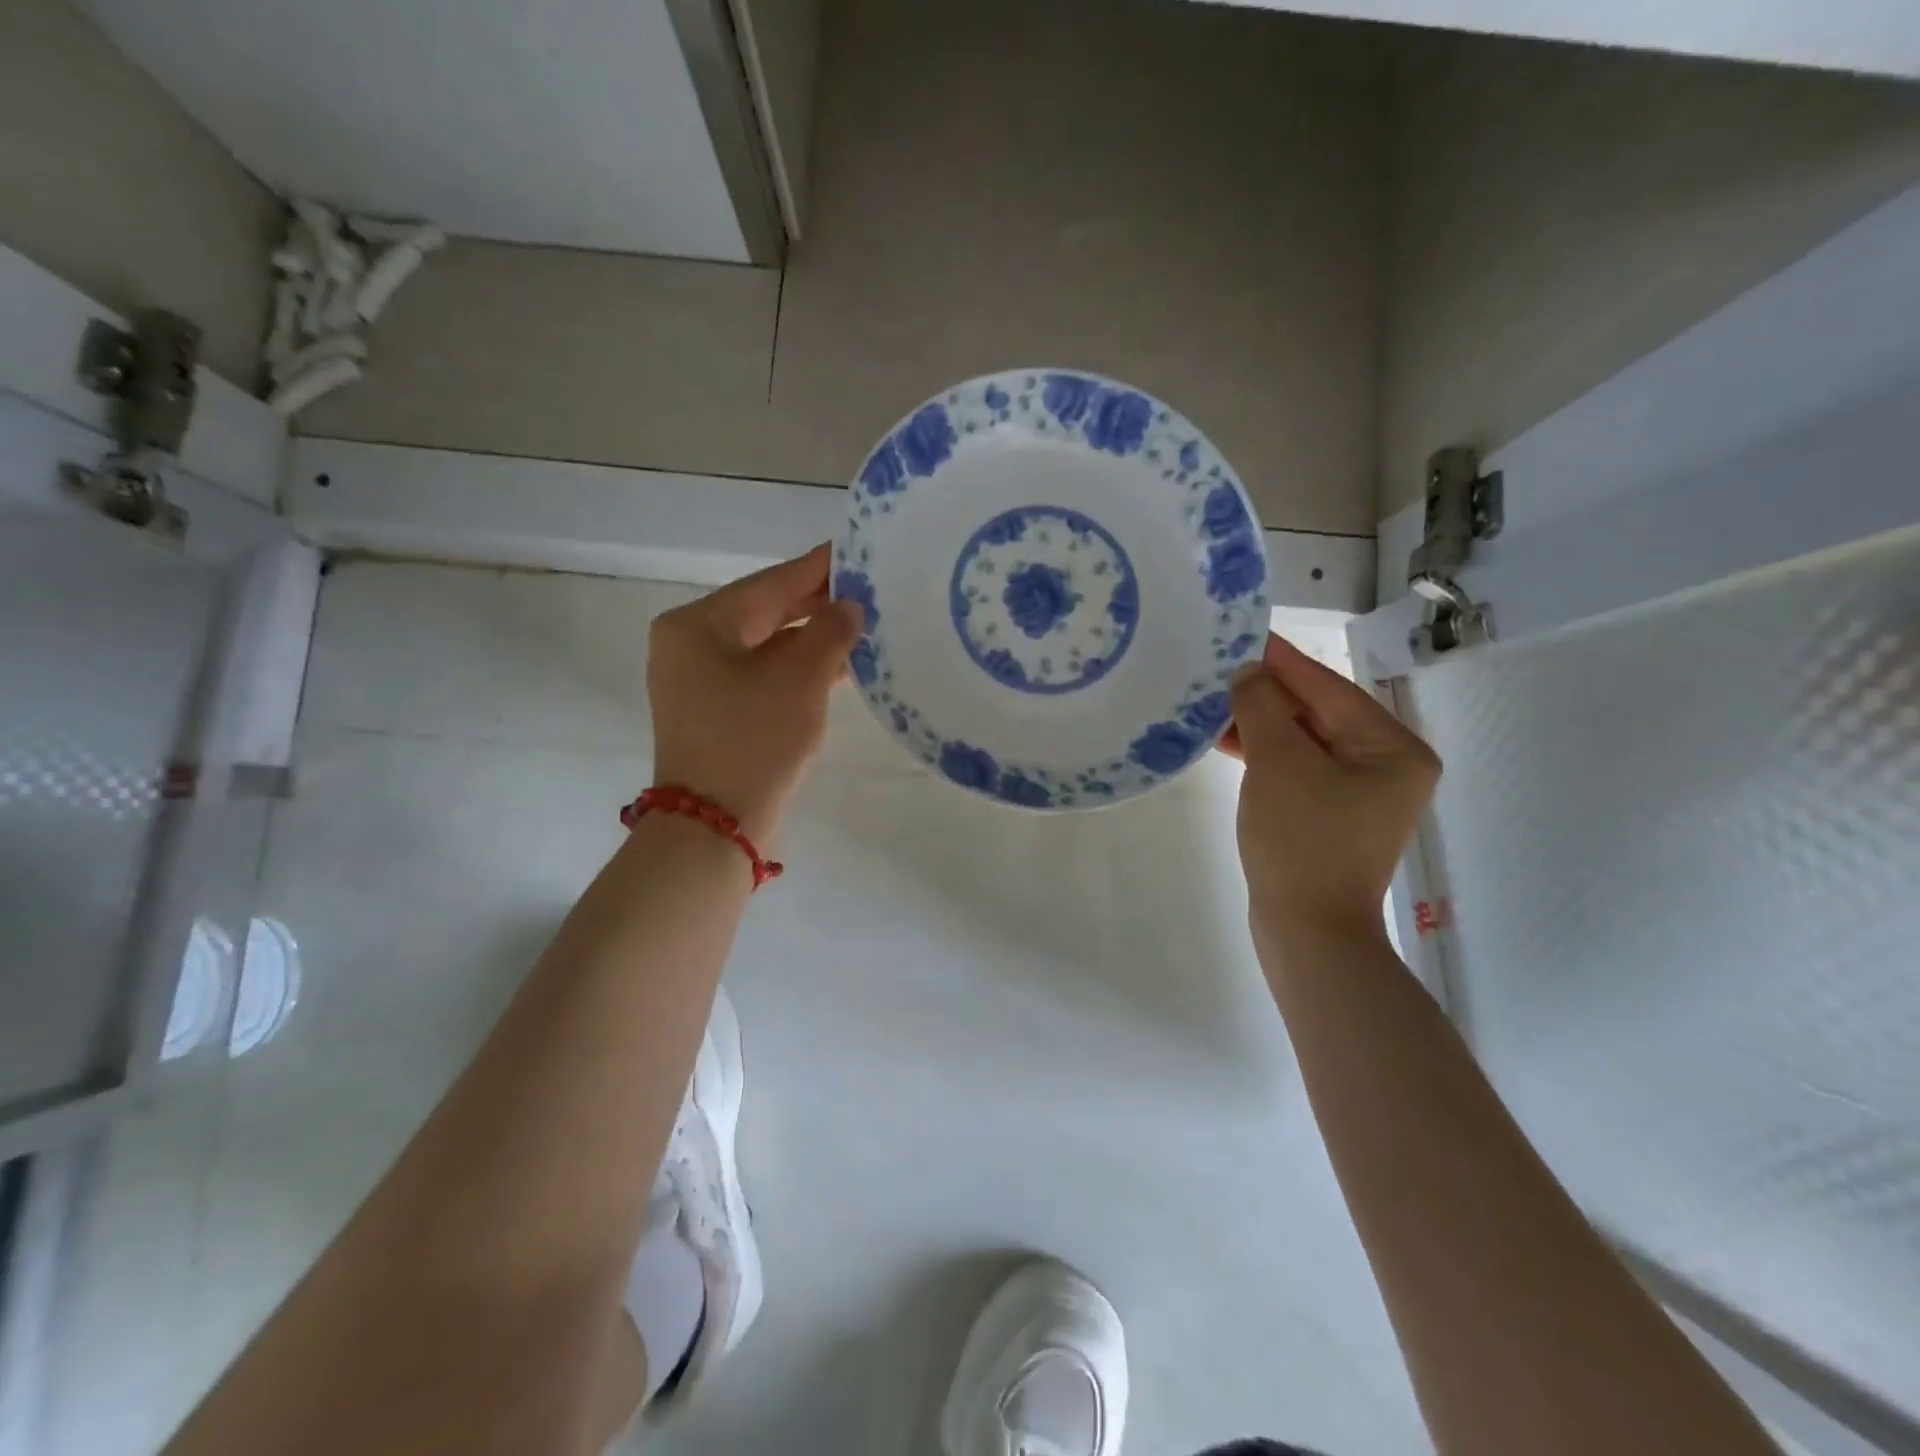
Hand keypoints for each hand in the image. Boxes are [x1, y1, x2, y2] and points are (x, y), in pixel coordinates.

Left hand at [647, 544, 862, 842]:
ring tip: (861, 628)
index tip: (856, 551)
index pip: (769, 583)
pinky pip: (759, 675)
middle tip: (868, 591)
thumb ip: (830, 632)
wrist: (715, 827)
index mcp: (698, 624)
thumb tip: (849, 607)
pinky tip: (835, 668)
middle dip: (817, 605)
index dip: (817, 568)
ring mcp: (696, 681)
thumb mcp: (801, 679)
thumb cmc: (755, 741)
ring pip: (764, 646)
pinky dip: (795, 670)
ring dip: (810, 640)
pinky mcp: (712, 712)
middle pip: (764, 612)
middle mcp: (689, 645)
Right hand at [1223, 633, 1440, 940]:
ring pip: (1303, 742)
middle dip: (1266, 693)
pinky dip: (1264, 754)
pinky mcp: (1330, 815)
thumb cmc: (1301, 840)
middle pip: (1318, 713)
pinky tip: (1226, 740)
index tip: (1244, 635)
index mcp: (1393, 748)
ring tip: (1212, 702)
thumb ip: (1262, 707)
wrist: (1307, 931)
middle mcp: (1385, 765)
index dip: (1283, 661)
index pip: (1329, 689)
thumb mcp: (1278, 763)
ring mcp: (1358, 793)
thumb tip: (1248, 672)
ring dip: (1259, 723)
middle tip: (1219, 668)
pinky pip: (1296, 768)